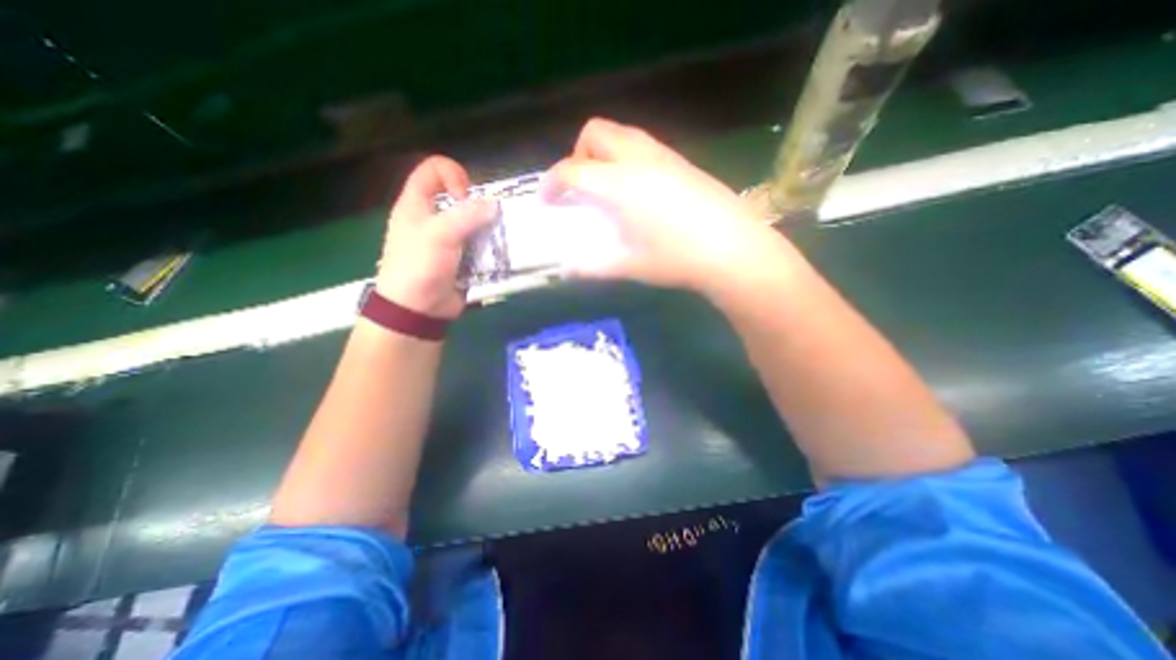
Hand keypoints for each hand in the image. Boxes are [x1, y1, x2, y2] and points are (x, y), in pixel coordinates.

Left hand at [380, 156, 496, 317]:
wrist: (418, 310)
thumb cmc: (420, 265)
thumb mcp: (439, 234)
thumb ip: (467, 215)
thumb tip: (495, 204)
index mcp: (417, 204)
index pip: (433, 170)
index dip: (452, 174)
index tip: (466, 196)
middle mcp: (433, 219)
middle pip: (460, 199)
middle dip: (479, 206)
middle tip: (491, 221)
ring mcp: (449, 241)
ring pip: (474, 224)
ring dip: (490, 230)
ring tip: (501, 240)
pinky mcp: (462, 259)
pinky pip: (480, 246)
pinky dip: (492, 248)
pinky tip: (500, 255)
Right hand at [543, 118, 798, 298]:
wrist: (732, 248)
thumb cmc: (677, 259)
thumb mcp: (630, 266)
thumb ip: (593, 266)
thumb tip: (566, 269)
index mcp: (619, 184)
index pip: (572, 169)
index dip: (552, 183)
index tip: (546, 200)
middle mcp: (638, 159)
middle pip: (595, 132)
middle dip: (577, 154)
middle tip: (580, 187)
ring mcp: (663, 156)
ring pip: (621, 133)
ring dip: (603, 152)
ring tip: (606, 186)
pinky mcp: (681, 161)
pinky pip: (642, 144)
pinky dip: (626, 157)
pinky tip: (636, 190)